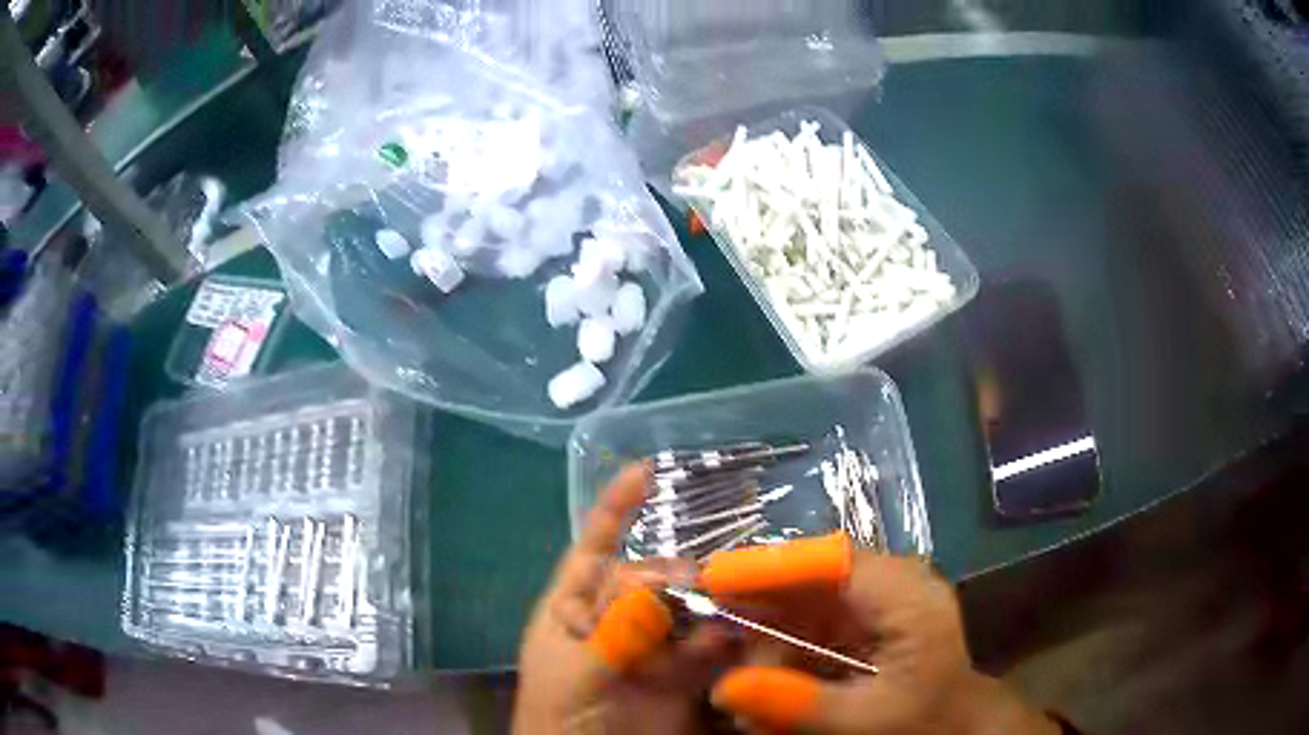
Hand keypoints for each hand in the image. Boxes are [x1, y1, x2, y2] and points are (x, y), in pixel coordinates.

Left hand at [513, 464, 731, 734]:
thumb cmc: (559, 723)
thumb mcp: (576, 675)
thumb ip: (617, 631)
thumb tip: (657, 583)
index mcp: (571, 613)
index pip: (591, 550)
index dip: (615, 510)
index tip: (646, 470)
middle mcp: (613, 623)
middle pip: (649, 580)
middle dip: (676, 573)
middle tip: (708, 580)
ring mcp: (649, 650)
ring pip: (684, 611)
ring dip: (709, 604)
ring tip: (737, 602)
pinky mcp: (682, 678)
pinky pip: (707, 648)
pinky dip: (723, 640)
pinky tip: (742, 638)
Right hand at [706, 545, 1060, 734]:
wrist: (955, 724)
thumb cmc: (925, 719)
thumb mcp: (867, 720)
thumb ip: (800, 705)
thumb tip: (725, 688)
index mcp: (906, 592)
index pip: (829, 561)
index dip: (768, 567)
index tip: (710, 581)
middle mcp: (890, 582)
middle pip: (808, 577)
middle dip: (757, 608)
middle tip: (713, 641)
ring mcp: (874, 599)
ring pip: (801, 600)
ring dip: (765, 634)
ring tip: (742, 677)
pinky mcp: (862, 618)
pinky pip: (808, 621)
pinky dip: (780, 646)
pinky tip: (764, 677)